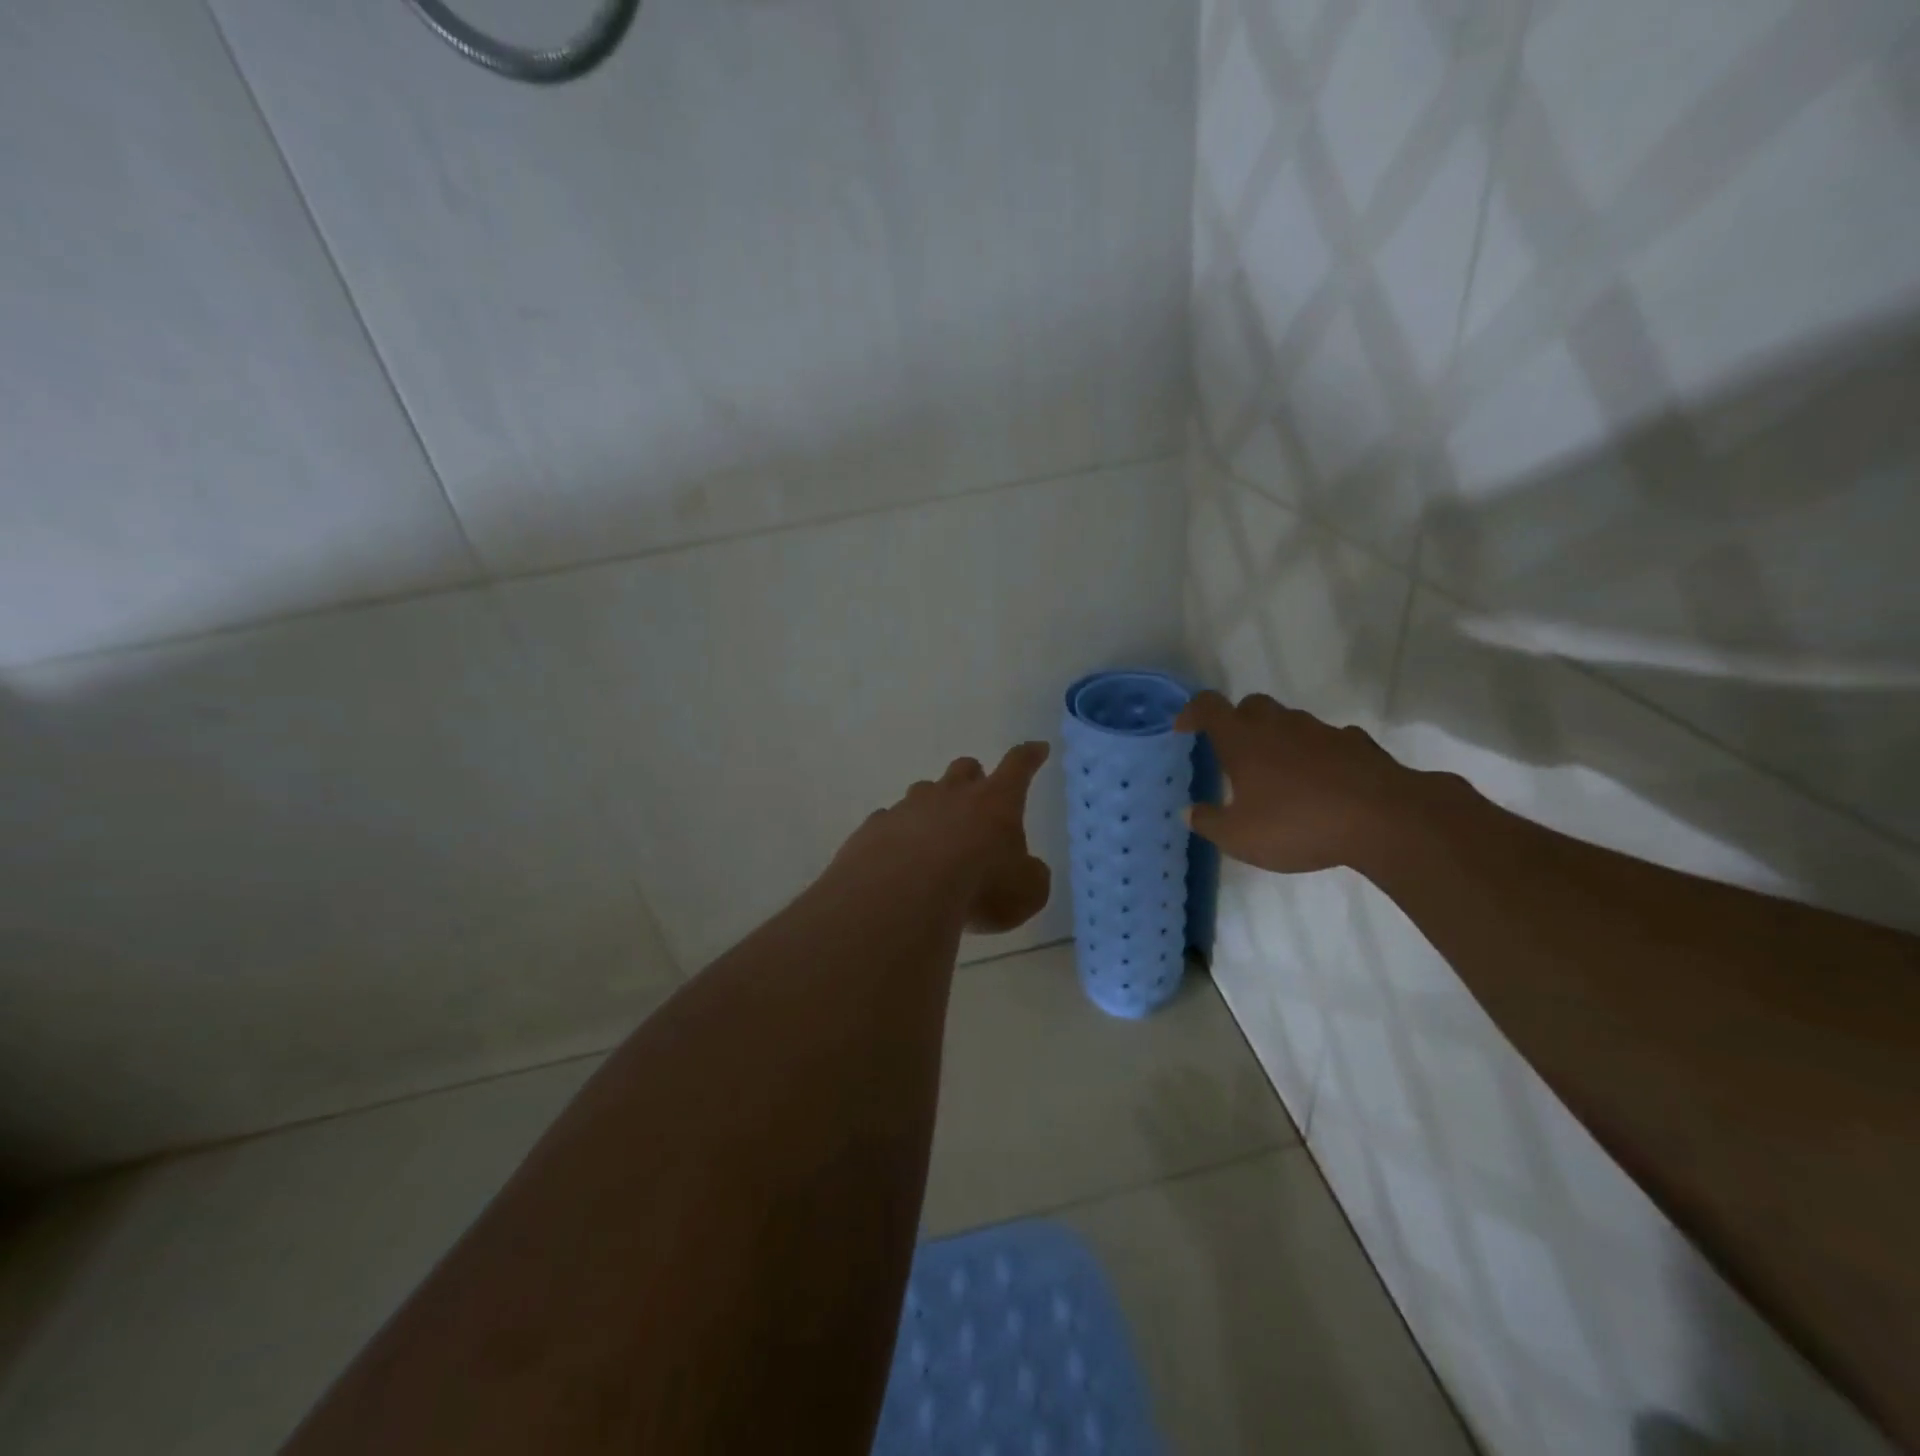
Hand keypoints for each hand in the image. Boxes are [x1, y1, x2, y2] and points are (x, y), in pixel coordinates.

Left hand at [831, 742, 1052, 933]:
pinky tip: (898, 857)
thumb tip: (1028, 871)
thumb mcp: (1027, 893)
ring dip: (933, 806)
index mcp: (995, 801)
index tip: (1037, 748)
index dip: (1030, 757)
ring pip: (923, 792)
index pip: (1018, 767)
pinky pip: (889, 821)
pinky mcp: (876, 827)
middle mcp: (951, 794)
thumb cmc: (979, 887)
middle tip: (978, 797)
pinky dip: (898, 834)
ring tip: (935, 835)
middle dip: (973, 777)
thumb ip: (1031, 877)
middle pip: (964, 769)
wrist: (902, 894)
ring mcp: (909, 807)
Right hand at [1175, 691, 1418, 874]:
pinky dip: (1318, 754)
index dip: (1192, 712)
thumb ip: (1209, 822)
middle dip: (1238, 721)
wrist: (1385, 819)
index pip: (1209, 706)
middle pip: (1251, 705)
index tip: (1185, 729)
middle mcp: (1279, 725)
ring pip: (1291, 721)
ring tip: (1279, 774)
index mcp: (1243, 740)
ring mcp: (1322, 731)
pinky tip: (1323, 781)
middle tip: (1234, 752)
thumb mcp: (1239, 837)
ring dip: (1279, 738)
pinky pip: (1329, 741)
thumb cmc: (1297, 824)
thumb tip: (1190, 811)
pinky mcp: (1358, 744)